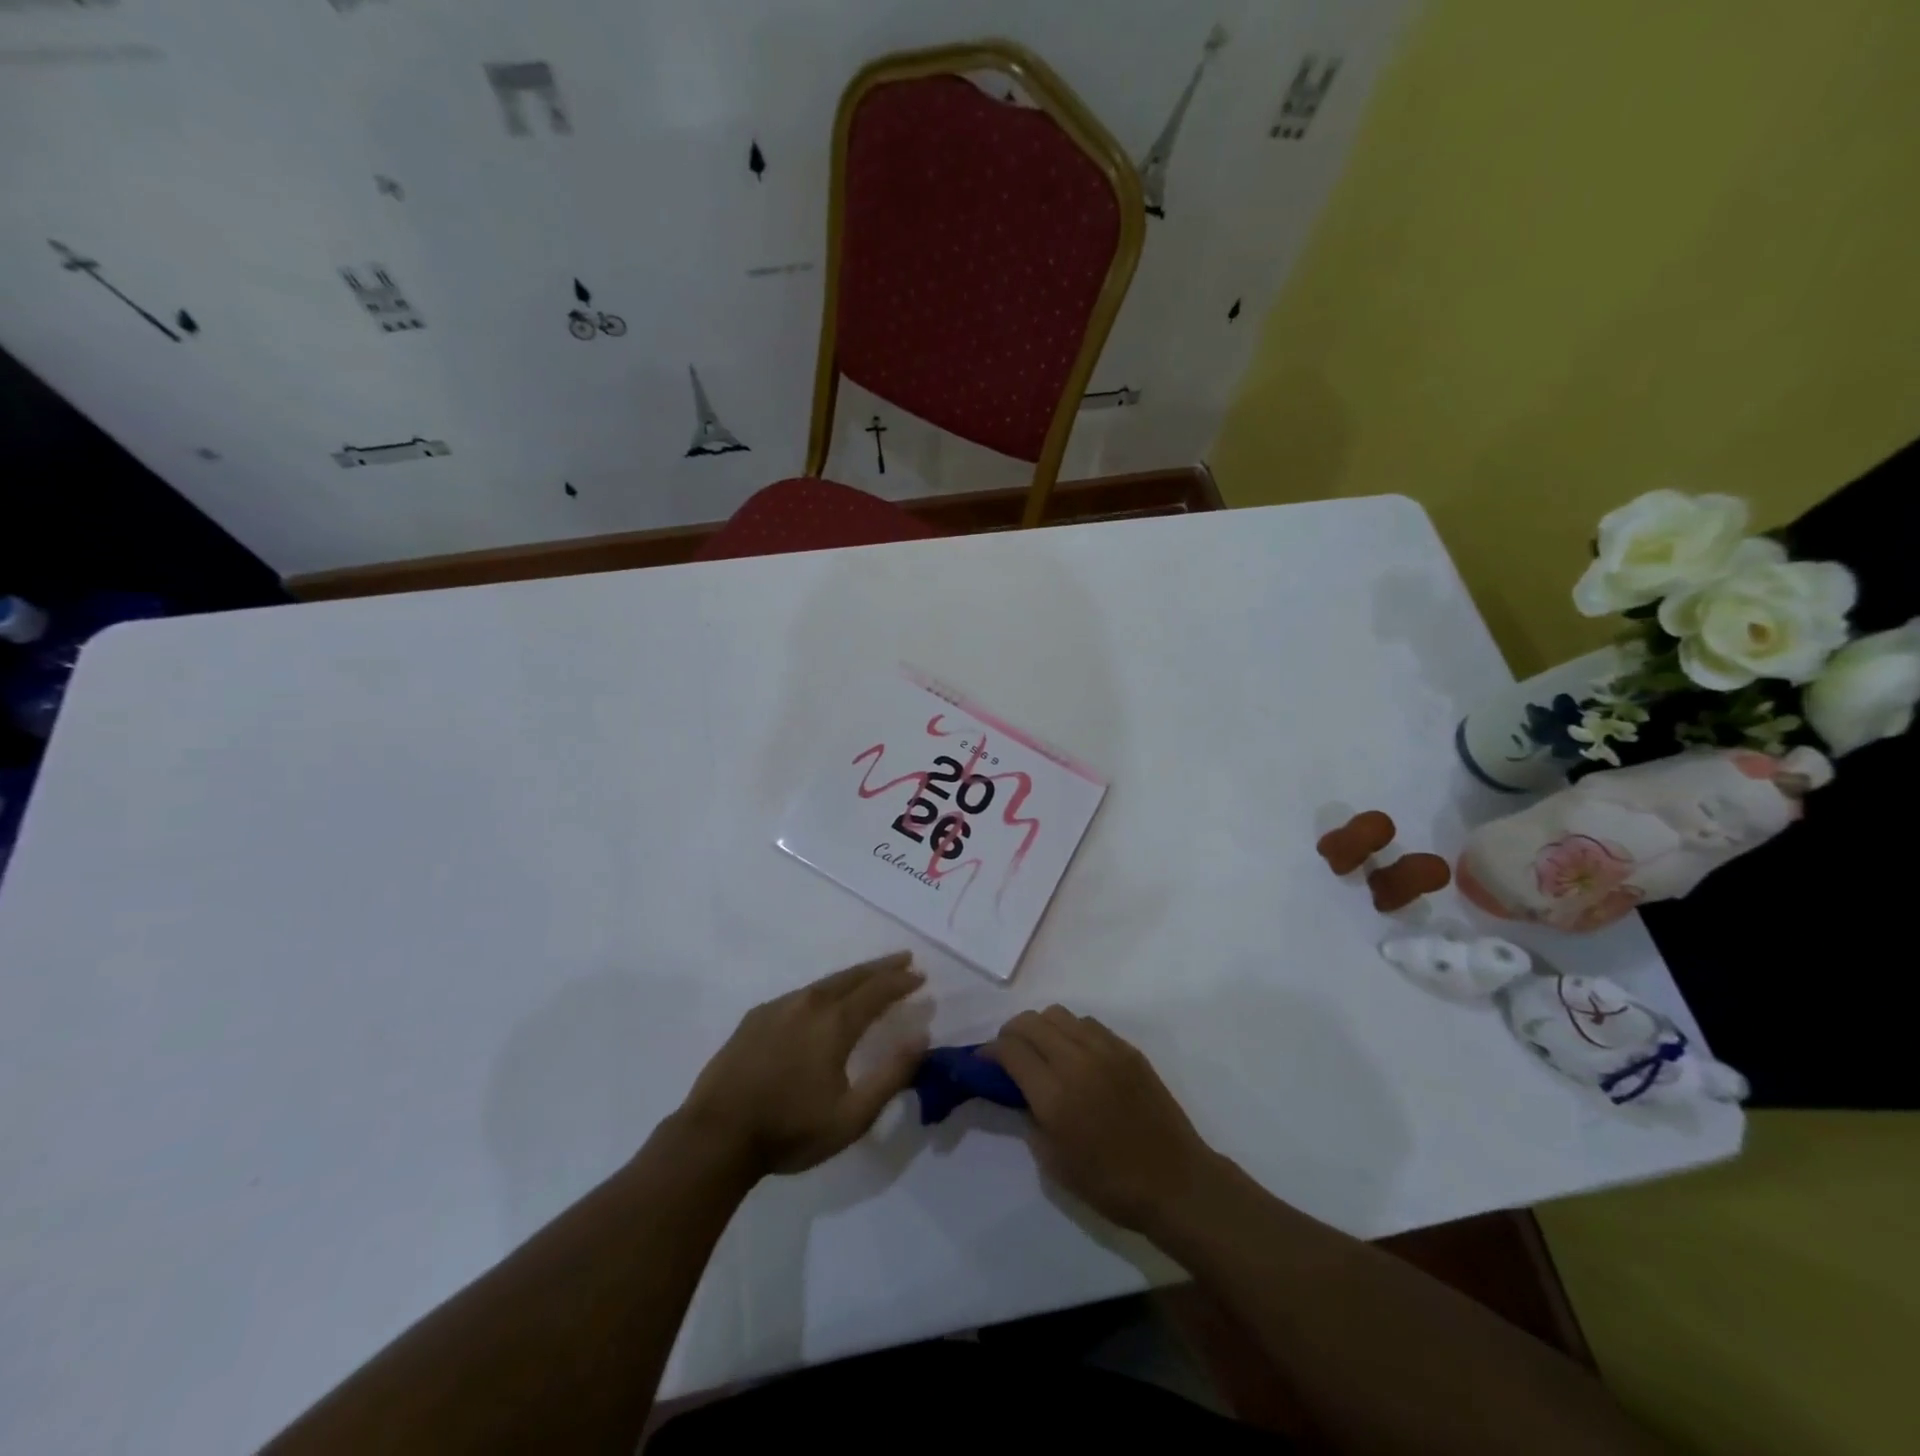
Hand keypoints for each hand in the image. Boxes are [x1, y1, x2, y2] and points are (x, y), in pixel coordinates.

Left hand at [678, 952, 927, 1179]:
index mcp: (834, 1023)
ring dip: (852, 976)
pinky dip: (823, 990)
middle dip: (881, 967)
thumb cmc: (789, 1130)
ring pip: (824, 982)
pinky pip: (800, 994)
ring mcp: (778, 1008)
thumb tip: (921, 1036)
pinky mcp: (756, 1018)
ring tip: (869, 977)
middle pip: (852, 976)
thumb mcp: (852, 1116)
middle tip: (904, 959)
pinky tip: (822, 1002)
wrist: (716, 1137)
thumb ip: (891, 1075)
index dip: (901, 982)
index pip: (877, 991)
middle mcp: (808, 1004)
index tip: (920, 977)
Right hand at [986, 1007, 1217, 1233]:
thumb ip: (1030, 1119)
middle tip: (1009, 1055)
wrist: (1175, 1181)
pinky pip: (1087, 1024)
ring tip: (1042, 1052)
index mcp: (1054, 1095)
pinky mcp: (1127, 1049)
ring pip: (1059, 1014)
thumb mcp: (1054, 1163)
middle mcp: (1076, 1061)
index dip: (990, 1052)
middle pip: (1031, 1022)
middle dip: (1011, 1033)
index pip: (1010, 1050)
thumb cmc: (1110, 1184)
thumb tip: (1021, 1093)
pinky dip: (1070, 1032)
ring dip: (1041, 1028)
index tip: (984, 1062)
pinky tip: (1075, 1056)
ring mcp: (1105, 1050)